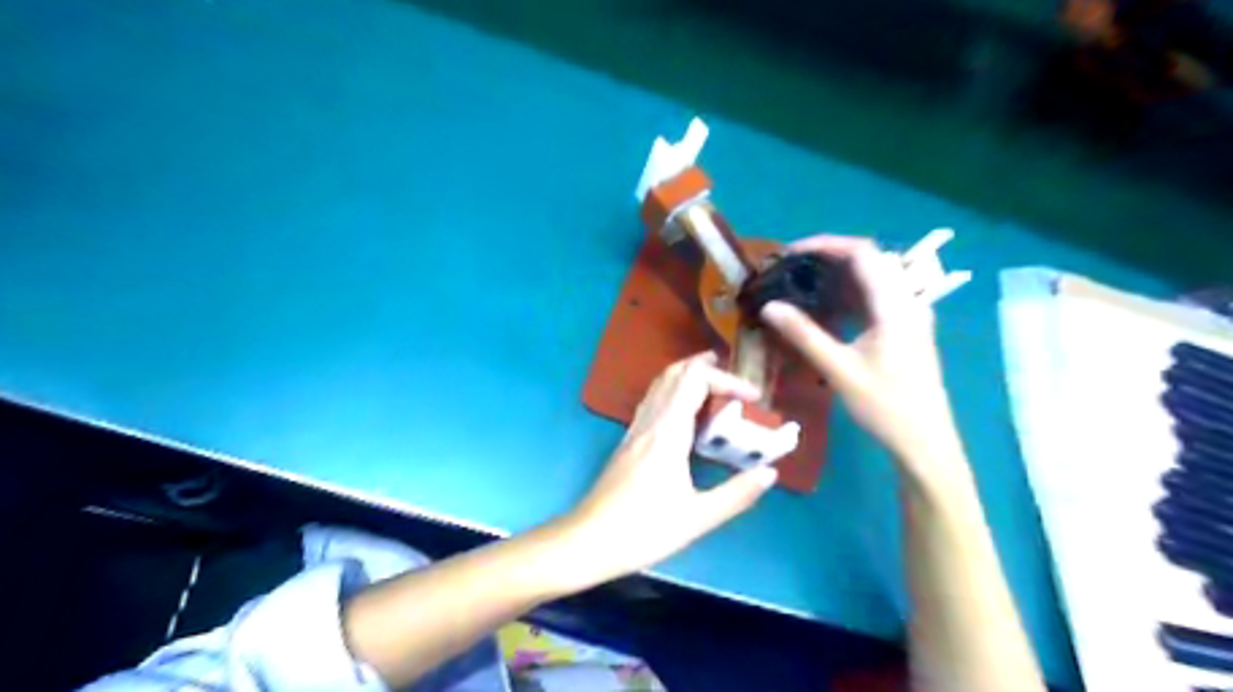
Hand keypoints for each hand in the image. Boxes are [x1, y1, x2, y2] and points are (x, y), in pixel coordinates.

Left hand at [563, 351, 772, 582]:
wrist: (588, 541)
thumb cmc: (643, 531)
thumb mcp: (697, 518)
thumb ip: (737, 494)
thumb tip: (769, 472)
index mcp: (668, 433)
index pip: (695, 381)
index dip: (727, 380)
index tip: (754, 398)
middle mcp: (650, 422)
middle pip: (674, 374)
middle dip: (705, 367)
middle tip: (734, 376)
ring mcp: (635, 430)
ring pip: (659, 385)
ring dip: (687, 376)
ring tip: (715, 385)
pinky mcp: (628, 441)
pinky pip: (652, 402)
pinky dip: (673, 392)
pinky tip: (685, 414)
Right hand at [763, 234, 973, 490]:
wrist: (925, 441)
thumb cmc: (885, 406)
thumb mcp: (839, 370)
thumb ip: (804, 334)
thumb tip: (769, 307)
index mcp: (894, 305)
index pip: (862, 253)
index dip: (825, 244)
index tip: (790, 252)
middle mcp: (906, 301)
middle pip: (868, 260)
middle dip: (828, 256)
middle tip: (791, 267)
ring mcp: (908, 314)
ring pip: (872, 278)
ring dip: (837, 274)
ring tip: (801, 282)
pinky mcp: (904, 328)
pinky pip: (875, 297)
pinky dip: (848, 293)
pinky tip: (825, 306)